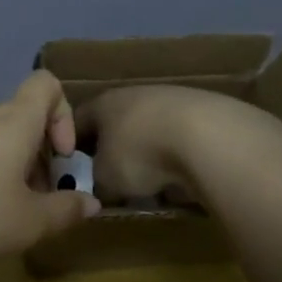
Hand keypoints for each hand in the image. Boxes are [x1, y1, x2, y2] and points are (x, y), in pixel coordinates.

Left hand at [0, 71, 100, 267]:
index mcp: (13, 121)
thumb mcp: (28, 224)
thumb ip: (65, 211)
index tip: (61, 157)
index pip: (46, 84)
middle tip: (35, 202)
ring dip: (7, 165)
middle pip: (20, 118)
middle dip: (37, 155)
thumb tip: (90, 202)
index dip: (64, 114)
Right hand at [76, 84, 274, 204]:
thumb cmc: (141, 153)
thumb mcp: (106, 178)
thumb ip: (96, 182)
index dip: (71, 146)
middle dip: (114, 152)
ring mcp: (172, 100)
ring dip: (148, 155)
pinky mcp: (205, 113)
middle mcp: (135, 94)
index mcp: (103, 103)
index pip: (77, 121)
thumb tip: (100, 187)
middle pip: (116, 124)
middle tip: (114, 182)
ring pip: (150, 131)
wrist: (209, 138)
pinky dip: (178, 157)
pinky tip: (184, 178)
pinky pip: (180, 139)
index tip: (73, 170)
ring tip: (153, 185)